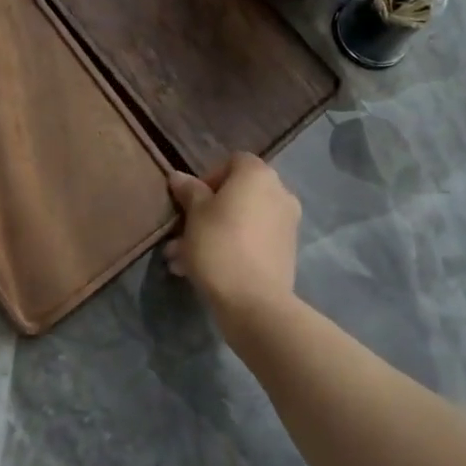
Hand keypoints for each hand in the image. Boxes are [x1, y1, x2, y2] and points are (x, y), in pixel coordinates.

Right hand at [163, 153, 301, 334]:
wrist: (255, 303)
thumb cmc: (220, 245)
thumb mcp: (195, 214)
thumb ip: (189, 191)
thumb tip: (179, 177)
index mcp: (258, 175)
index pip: (232, 162)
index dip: (208, 178)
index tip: (190, 202)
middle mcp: (279, 193)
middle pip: (237, 194)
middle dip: (207, 212)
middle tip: (181, 233)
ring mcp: (286, 224)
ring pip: (242, 221)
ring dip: (213, 234)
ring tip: (181, 260)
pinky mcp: (286, 253)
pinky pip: (253, 241)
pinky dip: (232, 248)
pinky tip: (202, 272)